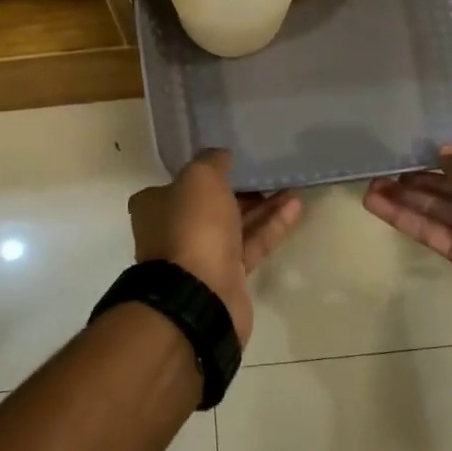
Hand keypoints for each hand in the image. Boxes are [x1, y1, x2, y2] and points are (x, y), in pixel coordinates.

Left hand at [129, 150, 302, 344]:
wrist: (199, 294)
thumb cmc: (192, 227)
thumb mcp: (199, 178)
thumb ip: (212, 161)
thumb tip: (222, 156)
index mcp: (155, 206)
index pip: (181, 183)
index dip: (208, 171)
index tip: (235, 161)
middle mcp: (174, 230)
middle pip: (211, 204)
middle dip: (240, 189)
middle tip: (268, 172)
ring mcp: (201, 256)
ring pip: (235, 224)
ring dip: (263, 206)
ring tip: (291, 187)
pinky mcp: (228, 276)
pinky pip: (252, 244)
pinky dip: (271, 226)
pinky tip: (295, 207)